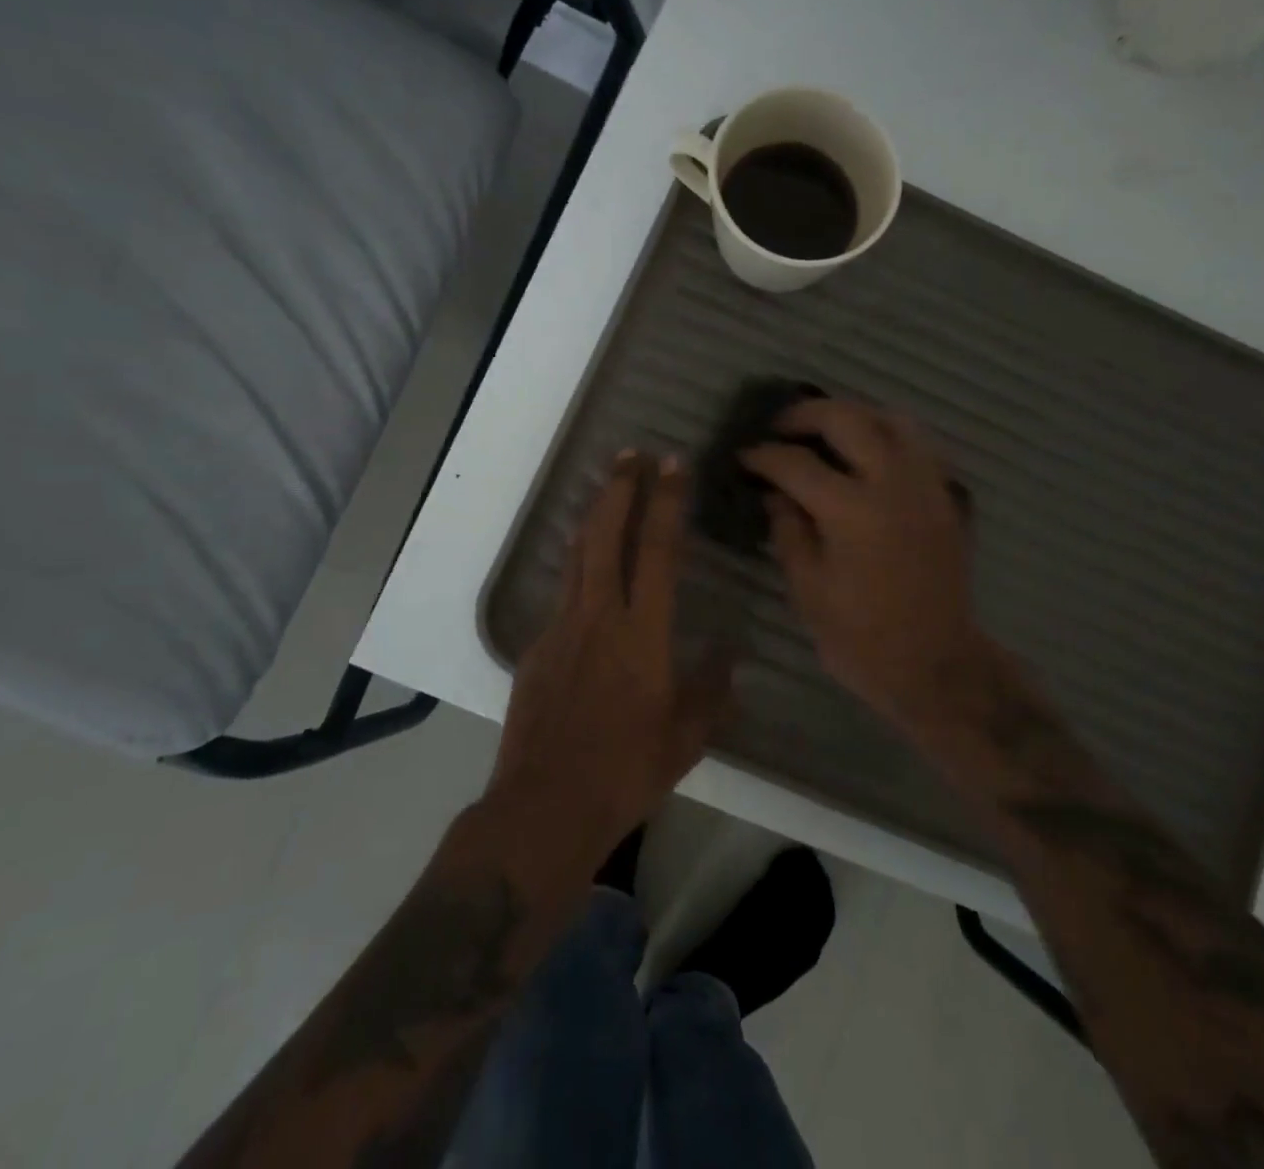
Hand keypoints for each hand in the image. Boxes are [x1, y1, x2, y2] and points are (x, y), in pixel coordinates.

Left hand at [487, 451, 732, 877]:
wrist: (543, 808)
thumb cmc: (626, 772)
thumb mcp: (687, 739)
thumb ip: (712, 691)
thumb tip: (728, 656)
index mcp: (642, 633)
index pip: (656, 550)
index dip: (665, 501)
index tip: (672, 464)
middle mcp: (599, 617)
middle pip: (605, 535)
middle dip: (620, 488)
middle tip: (631, 454)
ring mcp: (560, 629)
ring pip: (576, 556)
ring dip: (594, 516)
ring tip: (607, 487)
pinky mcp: (535, 649)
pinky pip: (562, 596)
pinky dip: (578, 568)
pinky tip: (589, 575)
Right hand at [742, 399, 988, 740]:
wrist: (934, 664)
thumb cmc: (861, 636)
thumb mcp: (808, 588)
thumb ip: (789, 530)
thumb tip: (775, 492)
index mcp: (851, 511)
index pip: (797, 464)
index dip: (764, 455)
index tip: (745, 455)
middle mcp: (892, 484)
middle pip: (848, 420)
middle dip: (807, 414)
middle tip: (782, 427)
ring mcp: (925, 486)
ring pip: (893, 420)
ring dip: (855, 415)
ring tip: (828, 430)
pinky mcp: (945, 498)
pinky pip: (919, 445)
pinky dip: (890, 435)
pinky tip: (870, 453)